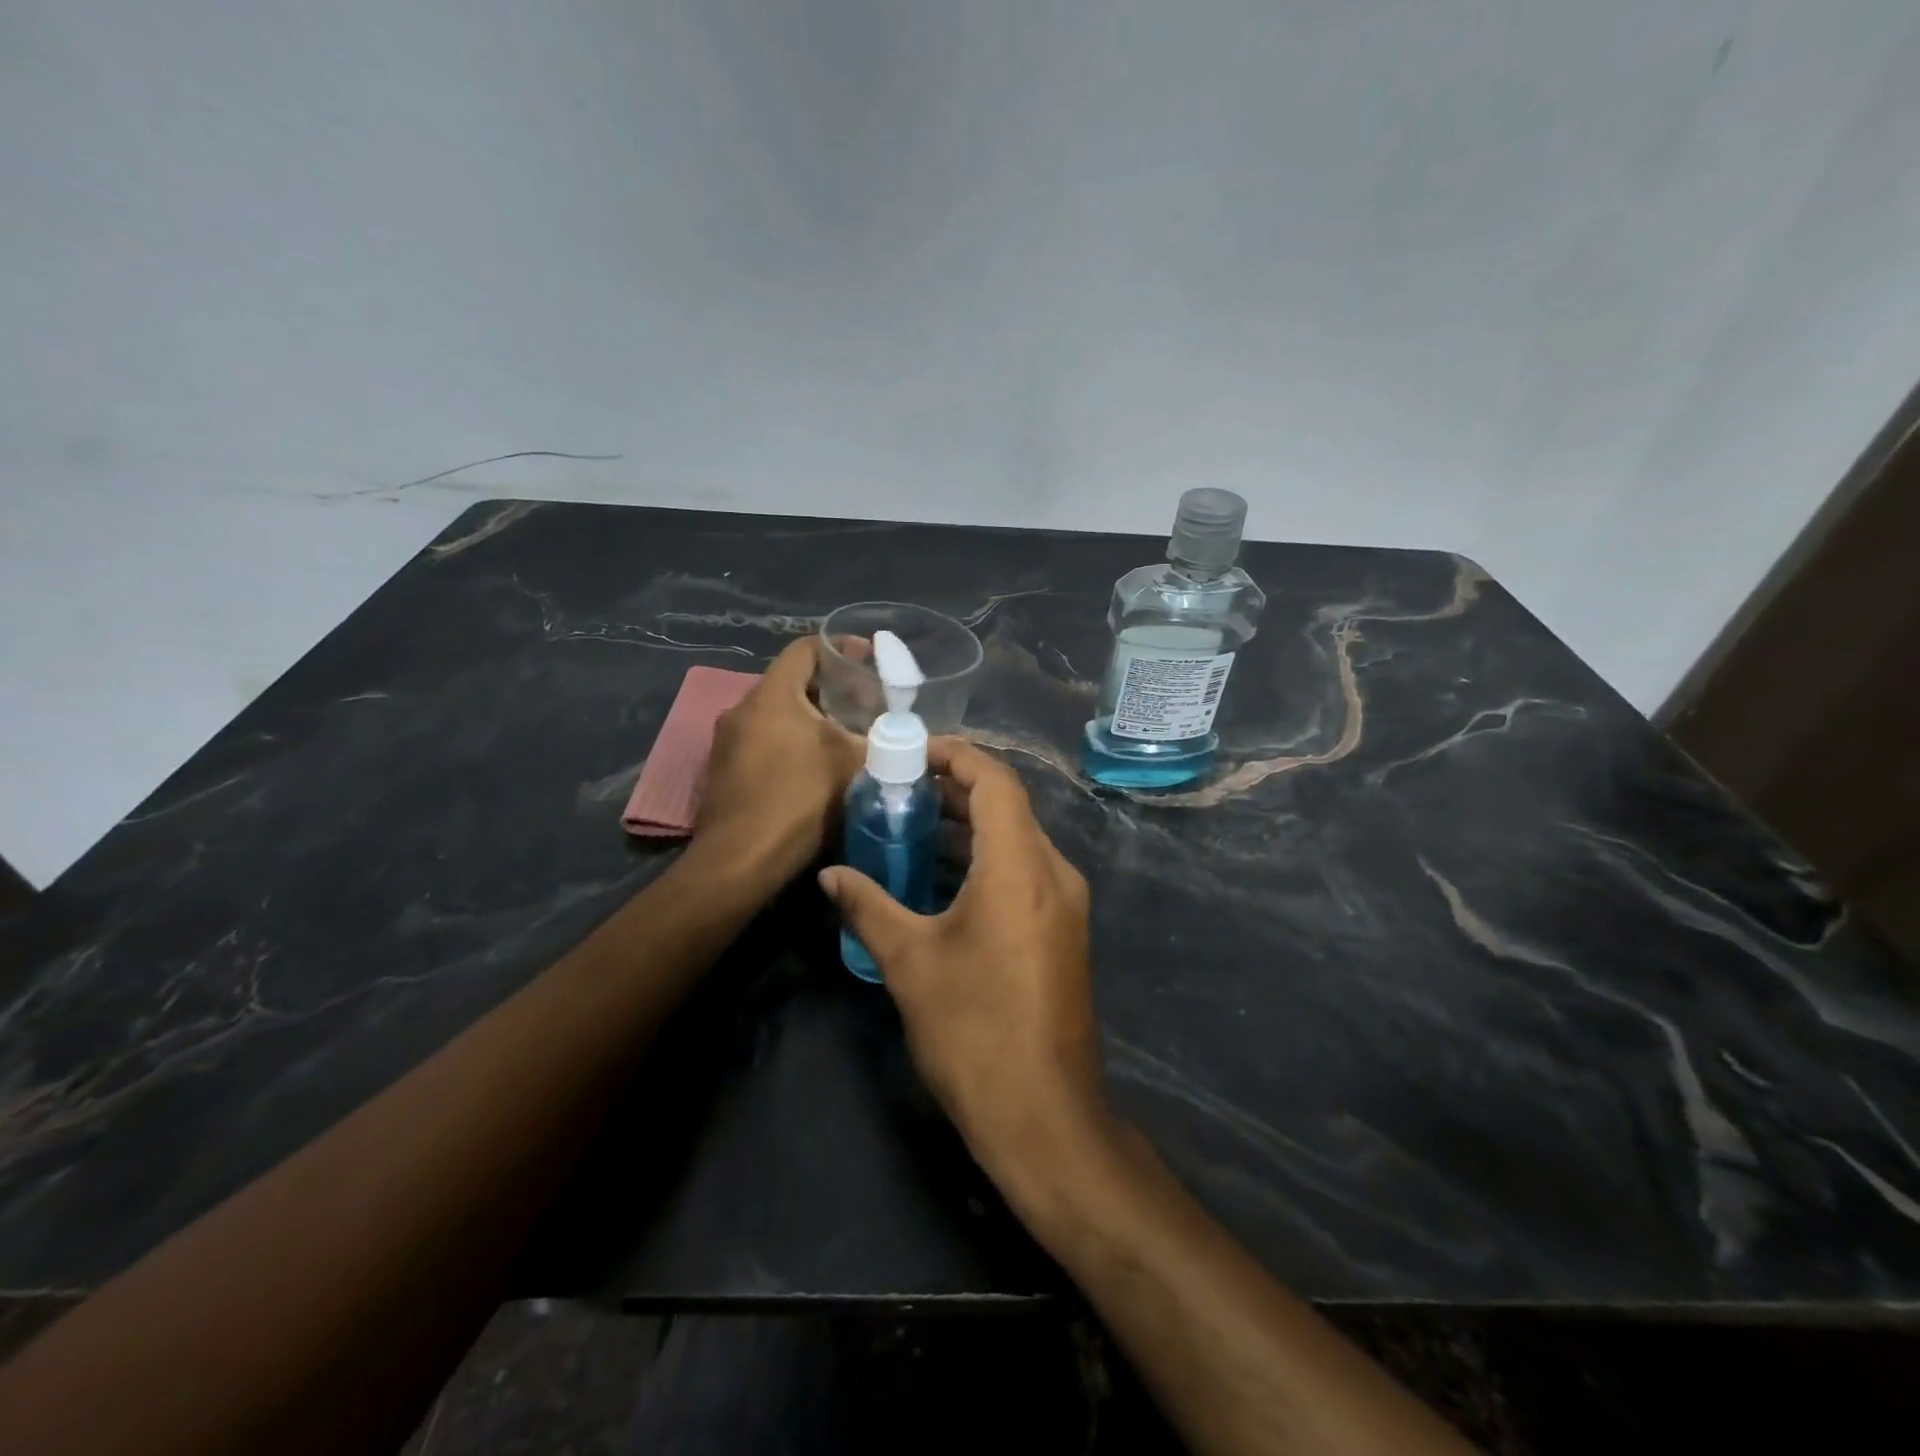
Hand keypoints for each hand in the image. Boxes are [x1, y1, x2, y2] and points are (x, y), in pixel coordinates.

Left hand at [694, 638, 864, 887]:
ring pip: (777, 715)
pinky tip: (815, 767)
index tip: (870, 660)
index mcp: (771, 695)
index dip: (841, 647)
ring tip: (847, 735)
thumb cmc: (797, 801)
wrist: (739, 862)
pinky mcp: (723, 771)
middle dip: (831, 689)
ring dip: (811, 719)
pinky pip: (763, 741)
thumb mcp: (852, 766)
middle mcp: (742, 709)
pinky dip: (791, 743)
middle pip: (792, 682)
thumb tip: (911, 736)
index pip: (805, 649)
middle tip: (867, 703)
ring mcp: (726, 742)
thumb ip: (883, 742)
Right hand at [818, 739, 1110, 1195]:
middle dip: (955, 789)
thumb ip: (868, 906)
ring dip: (969, 825)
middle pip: (1008, 806)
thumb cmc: (974, 1032)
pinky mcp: (1063, 929)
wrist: (1043, 1115)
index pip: (996, 782)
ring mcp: (1065, 903)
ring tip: (911, 824)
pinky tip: (942, 875)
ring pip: (1017, 839)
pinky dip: (986, 857)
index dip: (956, 756)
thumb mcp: (910, 963)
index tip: (911, 753)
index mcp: (1021, 868)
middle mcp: (1053, 873)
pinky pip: (1024, 870)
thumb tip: (829, 874)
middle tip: (899, 788)